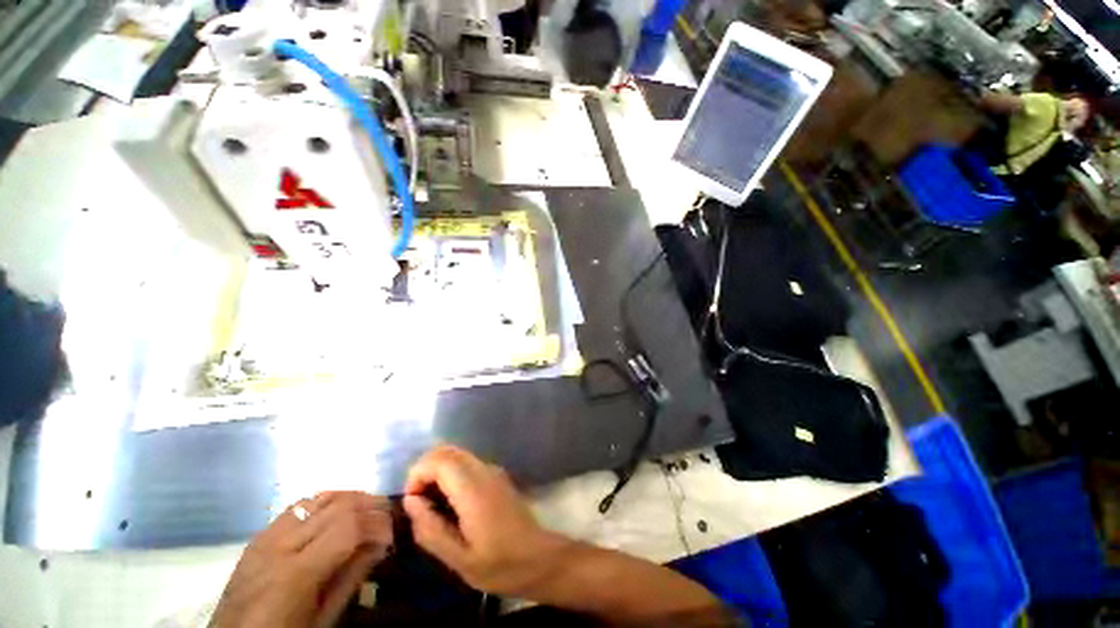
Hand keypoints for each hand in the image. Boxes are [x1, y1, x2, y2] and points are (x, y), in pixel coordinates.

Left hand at [211, 491, 392, 627]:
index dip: (375, 520)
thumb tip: (376, 548)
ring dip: (341, 498)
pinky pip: (291, 510)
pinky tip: (330, 514)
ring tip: (367, 505)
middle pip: (328, 506)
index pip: (345, 527)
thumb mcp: (325, 618)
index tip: (397, 526)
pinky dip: (318, 505)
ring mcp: (266, 535)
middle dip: (363, 503)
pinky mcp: (258, 536)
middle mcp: (281, 542)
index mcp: (300, 570)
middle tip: (390, 511)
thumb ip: (348, 582)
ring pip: (309, 500)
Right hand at [402, 445, 569, 598]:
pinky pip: (467, 467)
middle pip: (444, 452)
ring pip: (456, 457)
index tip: (413, 505)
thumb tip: (411, 501)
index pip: (436, 460)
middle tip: (419, 505)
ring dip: (437, 475)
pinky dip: (451, 479)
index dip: (416, 477)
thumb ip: (431, 530)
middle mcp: (485, 474)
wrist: (549, 565)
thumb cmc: (505, 568)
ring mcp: (496, 476)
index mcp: (473, 491)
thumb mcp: (461, 560)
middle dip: (423, 473)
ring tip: (433, 509)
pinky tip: (452, 509)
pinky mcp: (500, 483)